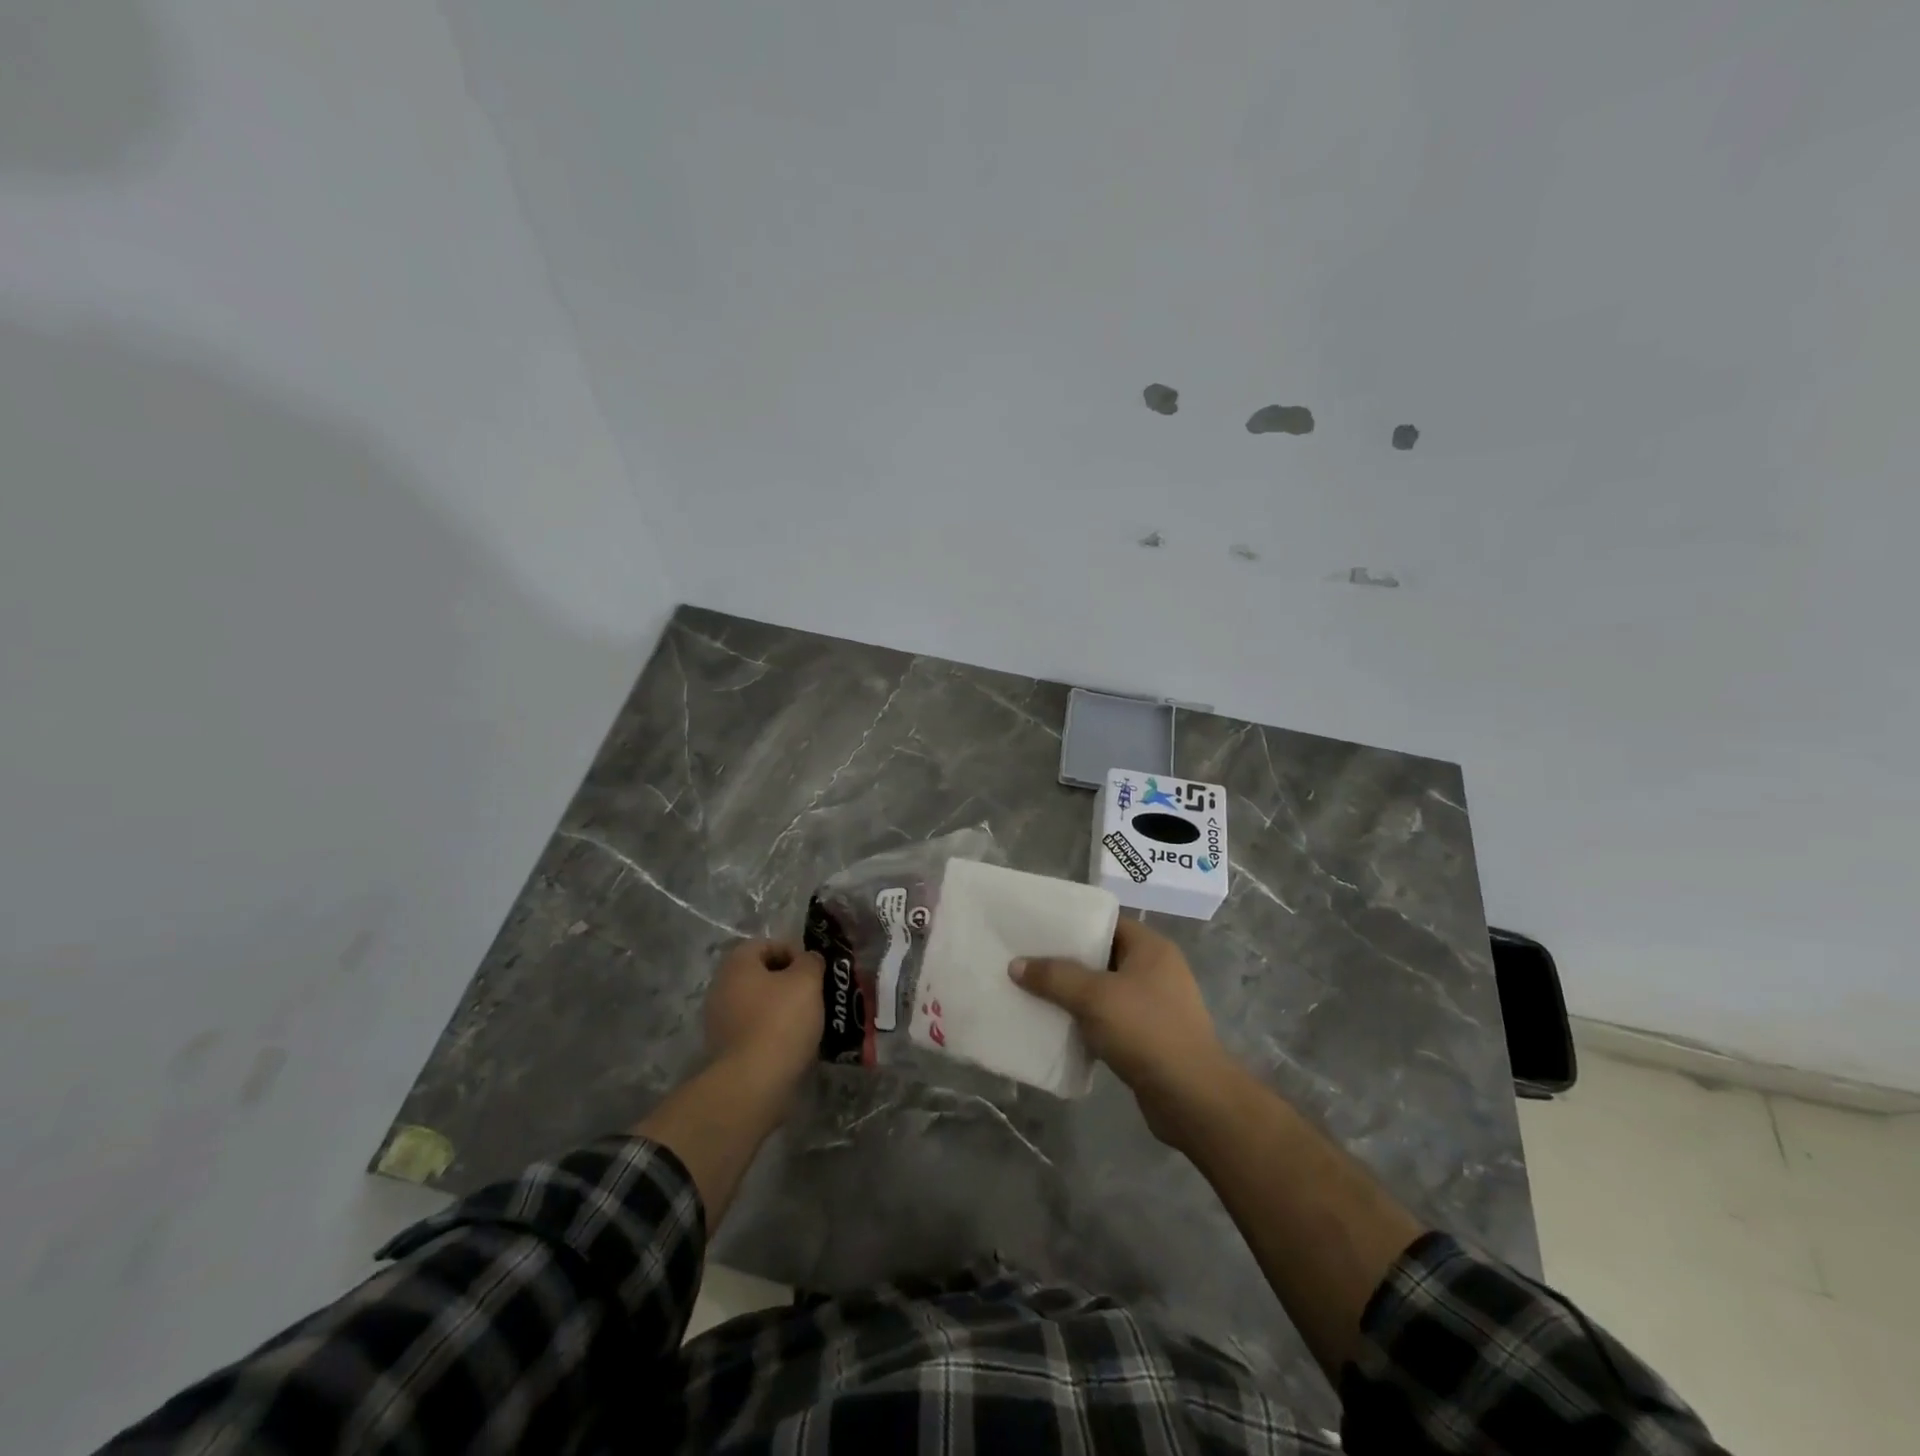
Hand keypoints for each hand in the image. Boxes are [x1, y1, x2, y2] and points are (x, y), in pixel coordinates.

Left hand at [704, 939, 823, 1084]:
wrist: (752, 1083)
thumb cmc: (780, 1021)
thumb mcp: (807, 981)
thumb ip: (811, 961)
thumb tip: (808, 960)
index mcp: (737, 963)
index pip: (767, 944)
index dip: (795, 953)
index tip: (815, 972)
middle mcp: (721, 987)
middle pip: (762, 975)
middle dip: (790, 982)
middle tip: (815, 995)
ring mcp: (719, 1020)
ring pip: (759, 1003)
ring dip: (783, 1008)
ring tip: (809, 1021)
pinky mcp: (725, 1049)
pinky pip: (754, 1029)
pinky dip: (773, 1032)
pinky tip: (793, 1043)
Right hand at [1010, 919, 1233, 1143]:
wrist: (1192, 1097)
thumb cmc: (1146, 1031)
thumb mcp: (1094, 997)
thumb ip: (1054, 977)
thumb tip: (1016, 965)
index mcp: (1151, 948)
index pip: (1107, 921)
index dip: (1073, 922)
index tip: (1038, 927)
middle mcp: (1156, 970)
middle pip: (1103, 955)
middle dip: (1067, 960)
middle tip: (1028, 960)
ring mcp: (1155, 1005)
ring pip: (1104, 990)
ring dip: (1074, 994)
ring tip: (1035, 993)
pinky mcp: (1149, 1038)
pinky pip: (1110, 1020)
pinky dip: (1086, 1022)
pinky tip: (1058, 1027)